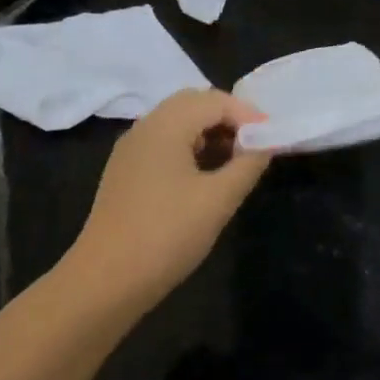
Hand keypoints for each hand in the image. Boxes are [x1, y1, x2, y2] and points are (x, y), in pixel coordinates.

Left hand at [67, 89, 271, 305]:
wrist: (107, 279)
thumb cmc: (167, 234)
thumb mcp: (218, 200)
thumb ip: (248, 164)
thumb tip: (265, 142)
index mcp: (165, 125)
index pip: (214, 100)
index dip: (248, 114)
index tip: (272, 139)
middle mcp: (144, 128)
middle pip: (192, 104)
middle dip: (227, 118)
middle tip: (254, 146)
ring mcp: (130, 151)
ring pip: (176, 124)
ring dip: (209, 134)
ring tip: (235, 164)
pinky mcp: (125, 173)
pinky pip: (162, 145)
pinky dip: (189, 150)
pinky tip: (204, 179)